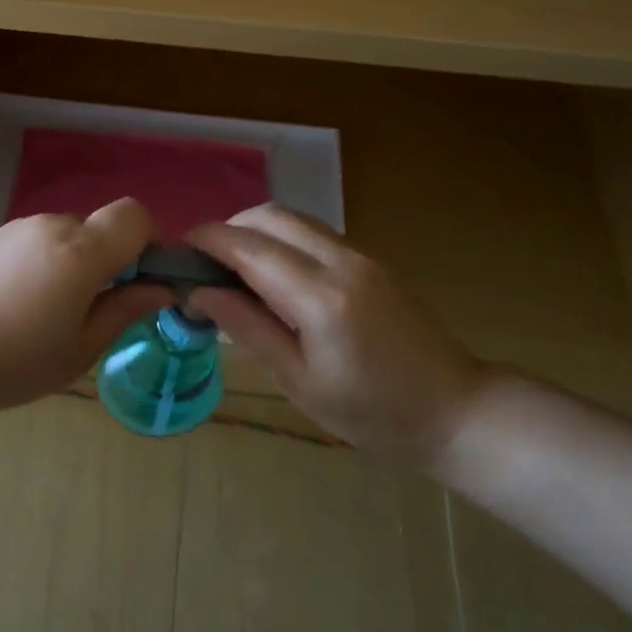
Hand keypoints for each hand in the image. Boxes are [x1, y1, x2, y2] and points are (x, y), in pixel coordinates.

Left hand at [0, 199, 176, 418]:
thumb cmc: (5, 362)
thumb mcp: (77, 351)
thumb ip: (124, 311)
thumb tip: (161, 288)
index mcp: (80, 252)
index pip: (136, 215)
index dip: (151, 242)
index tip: (142, 283)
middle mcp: (51, 227)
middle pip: (100, 229)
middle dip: (109, 264)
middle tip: (91, 316)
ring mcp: (15, 230)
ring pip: (66, 239)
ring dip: (73, 268)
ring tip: (45, 321)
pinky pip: (34, 245)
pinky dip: (42, 269)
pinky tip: (13, 311)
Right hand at [185, 205, 486, 468]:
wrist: (454, 411)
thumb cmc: (372, 414)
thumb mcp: (299, 382)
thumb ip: (248, 328)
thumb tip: (199, 293)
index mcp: (321, 297)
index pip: (249, 246)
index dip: (207, 241)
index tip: (177, 254)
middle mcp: (342, 261)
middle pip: (270, 216)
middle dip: (228, 230)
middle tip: (204, 267)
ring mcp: (361, 255)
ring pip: (293, 219)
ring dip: (255, 233)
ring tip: (233, 273)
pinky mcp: (371, 260)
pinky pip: (313, 233)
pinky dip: (281, 241)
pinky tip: (272, 279)